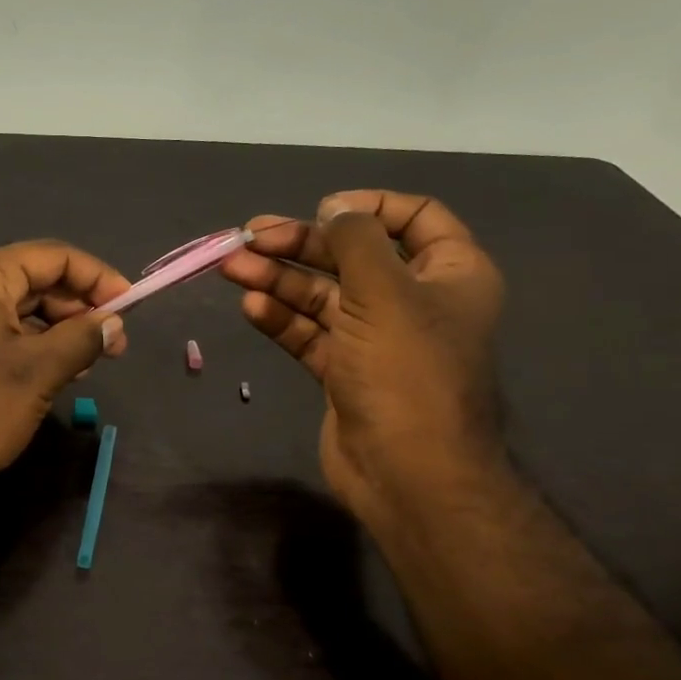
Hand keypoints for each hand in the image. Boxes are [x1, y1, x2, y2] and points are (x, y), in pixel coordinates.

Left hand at [0, 240, 129, 490]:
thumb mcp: (39, 371)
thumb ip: (83, 338)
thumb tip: (114, 324)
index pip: (53, 256)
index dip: (97, 277)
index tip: (129, 306)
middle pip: (34, 279)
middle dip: (79, 306)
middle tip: (113, 343)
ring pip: (17, 309)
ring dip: (58, 328)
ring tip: (89, 362)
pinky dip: (31, 344)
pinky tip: (54, 371)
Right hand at [219, 191, 504, 523]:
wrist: (407, 473)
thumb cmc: (406, 372)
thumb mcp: (384, 292)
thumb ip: (356, 239)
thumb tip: (335, 207)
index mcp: (449, 273)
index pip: (415, 217)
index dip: (367, 206)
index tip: (322, 209)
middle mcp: (413, 300)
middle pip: (352, 256)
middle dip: (300, 245)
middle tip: (249, 238)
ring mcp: (375, 338)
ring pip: (322, 296)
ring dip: (278, 279)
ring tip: (231, 268)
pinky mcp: (344, 371)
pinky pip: (310, 333)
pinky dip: (282, 318)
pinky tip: (252, 307)